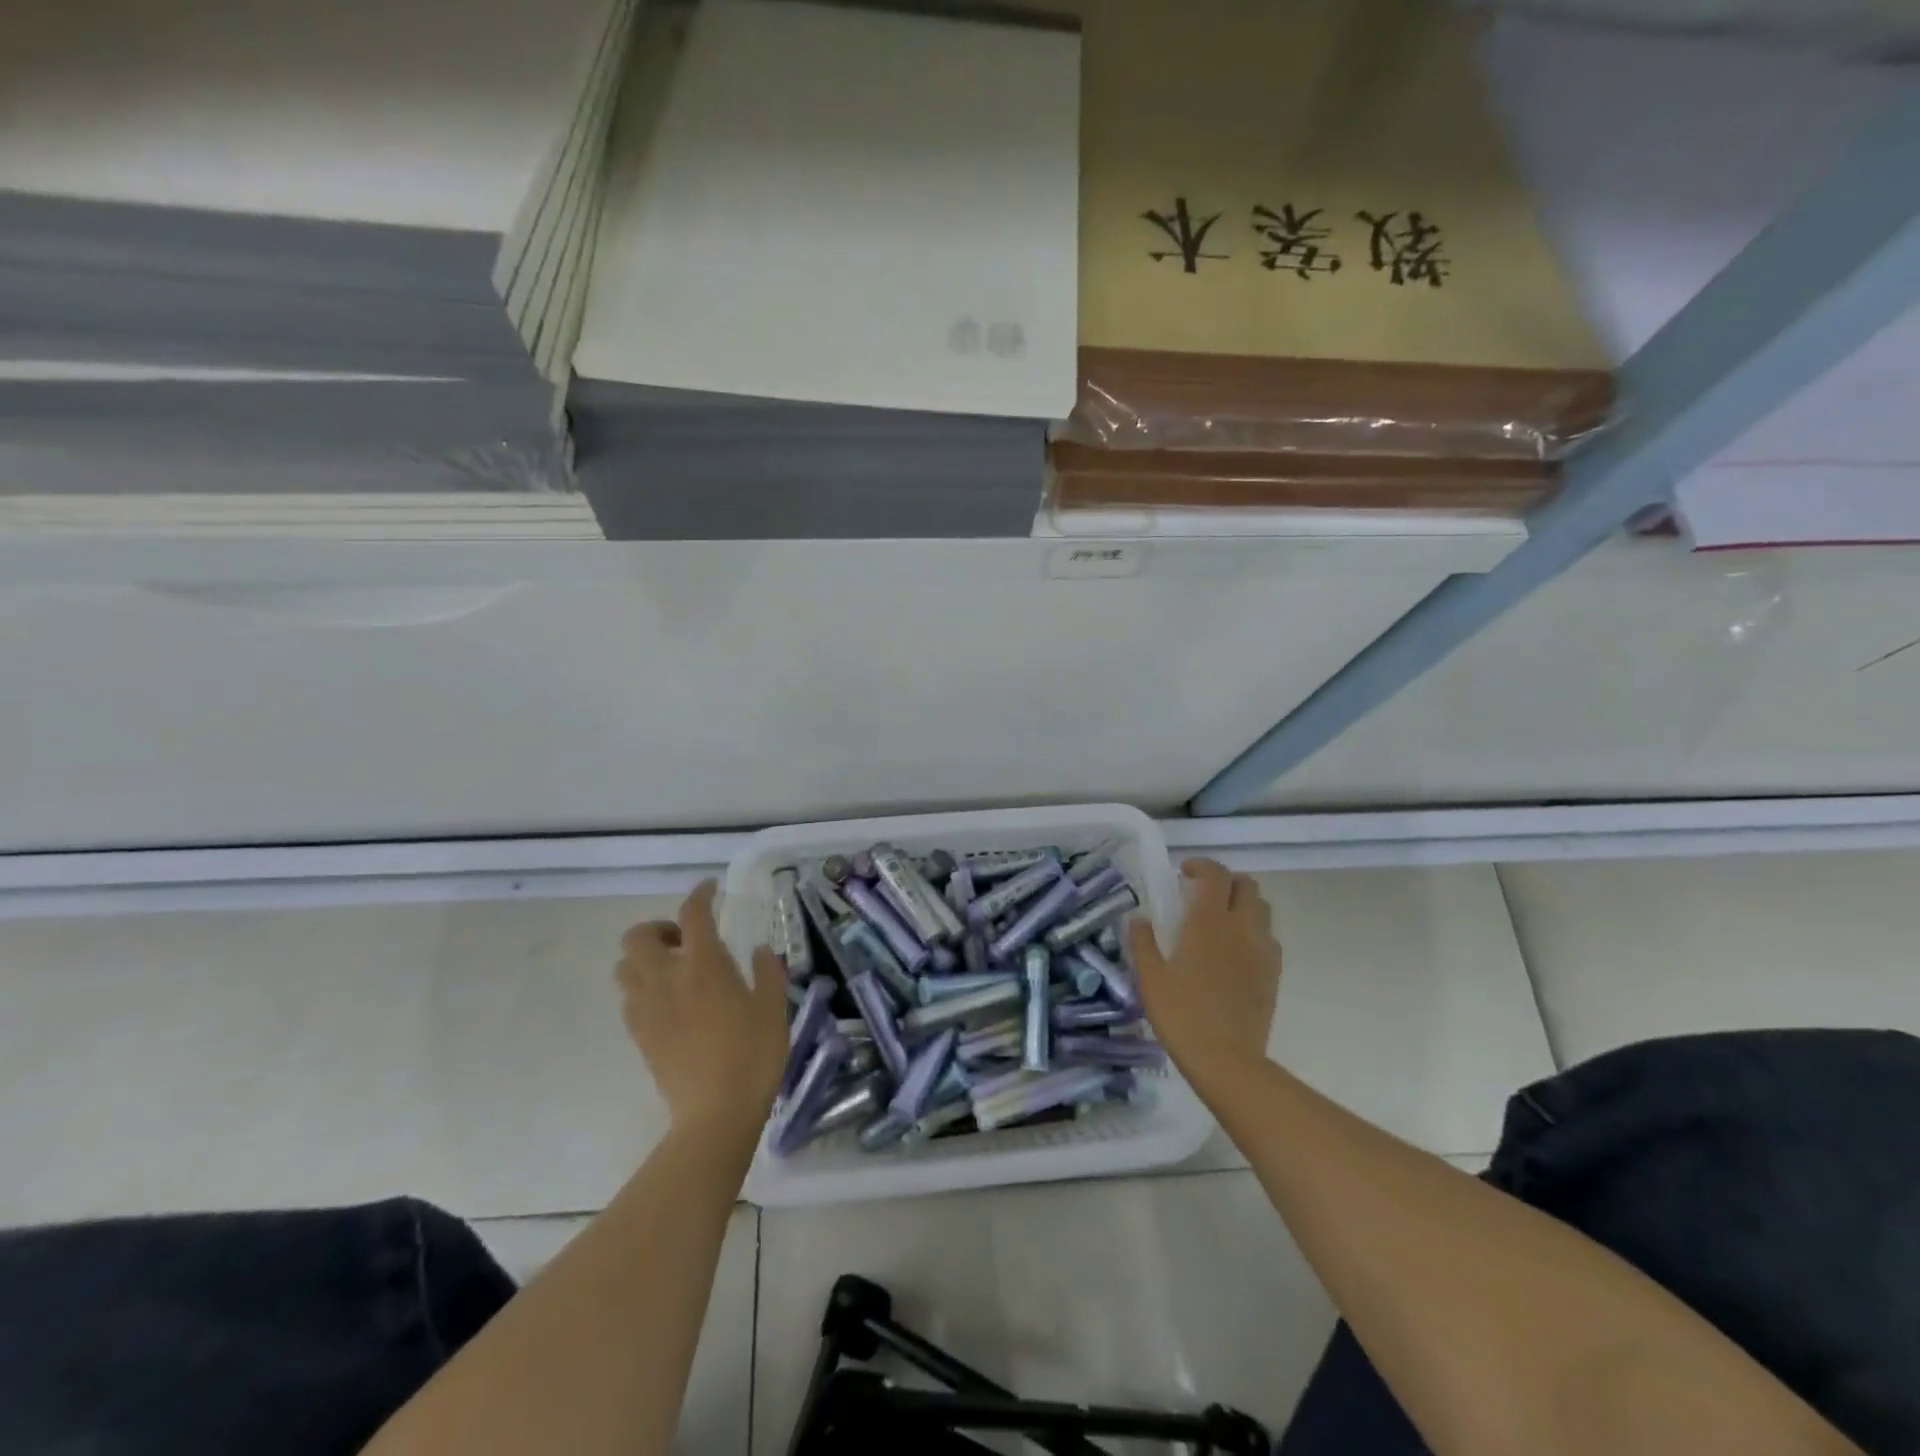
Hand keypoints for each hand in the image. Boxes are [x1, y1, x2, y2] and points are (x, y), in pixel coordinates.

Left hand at [617, 881, 789, 1137]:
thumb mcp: (774, 1007)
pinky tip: (669, 1003)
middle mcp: (668, 978)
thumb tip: (758, 951)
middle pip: (637, 936)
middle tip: (685, 941)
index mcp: (704, 964)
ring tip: (675, 971)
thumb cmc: (754, 1054)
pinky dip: (643, 988)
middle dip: (658, 928)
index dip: (700, 894)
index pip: (693, 914)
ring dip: (645, 959)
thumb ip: (767, 972)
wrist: (716, 1113)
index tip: (710, 889)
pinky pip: (629, 998)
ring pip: (625, 967)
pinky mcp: (640, 1035)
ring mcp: (647, 1008)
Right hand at [1130, 859, 1280, 1096]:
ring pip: (1262, 909)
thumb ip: (1143, 942)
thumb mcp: (1150, 978)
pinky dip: (1253, 931)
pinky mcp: (1273, 974)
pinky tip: (1234, 951)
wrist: (1227, 1060)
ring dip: (1242, 904)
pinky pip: (1268, 937)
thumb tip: (1139, 918)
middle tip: (1201, 894)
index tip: (1183, 872)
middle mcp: (1241, 928)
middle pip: (1246, 885)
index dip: (1201, 865)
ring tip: (1220, 920)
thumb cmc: (1182, 1014)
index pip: (1216, 875)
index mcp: (1209, 922)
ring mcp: (1262, 951)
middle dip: (1225, 881)